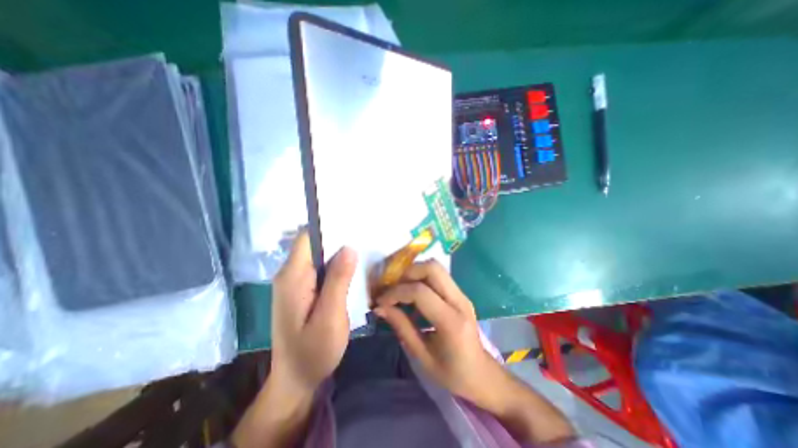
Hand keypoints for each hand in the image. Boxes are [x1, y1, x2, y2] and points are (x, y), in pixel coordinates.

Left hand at [272, 231, 354, 394]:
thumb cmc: (313, 351)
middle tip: (364, 236)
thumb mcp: (330, 317)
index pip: (307, 238)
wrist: (296, 379)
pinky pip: (319, 268)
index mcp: (293, 277)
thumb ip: (338, 281)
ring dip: (338, 252)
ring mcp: (295, 282)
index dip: (328, 228)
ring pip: (318, 255)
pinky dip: (335, 265)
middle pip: (313, 244)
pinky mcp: (302, 289)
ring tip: (362, 248)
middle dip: (337, 238)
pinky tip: (351, 268)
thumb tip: (349, 248)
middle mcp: (290, 274)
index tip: (352, 223)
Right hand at [371, 258, 500, 405]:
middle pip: (432, 268)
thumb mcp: (422, 356)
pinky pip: (438, 276)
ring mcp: (462, 295)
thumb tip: (380, 307)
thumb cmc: (452, 374)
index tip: (381, 301)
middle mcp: (459, 301)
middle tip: (393, 288)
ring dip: (414, 273)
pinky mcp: (460, 294)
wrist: (483, 375)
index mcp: (451, 322)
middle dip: (407, 273)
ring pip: (436, 268)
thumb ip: (401, 327)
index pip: (420, 292)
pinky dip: (421, 278)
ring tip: (400, 290)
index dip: (396, 292)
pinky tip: (413, 295)